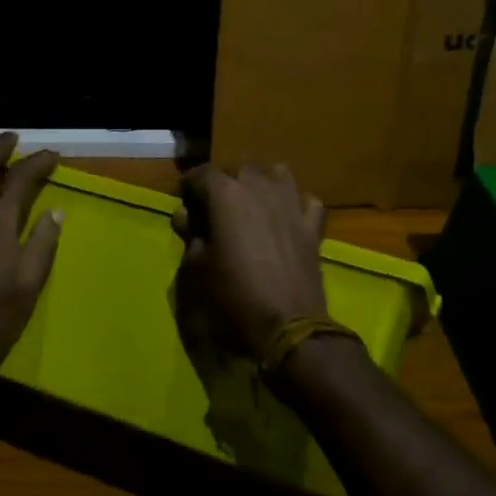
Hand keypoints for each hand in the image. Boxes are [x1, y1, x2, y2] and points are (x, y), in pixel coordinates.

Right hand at [172, 163, 327, 357]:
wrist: (288, 326)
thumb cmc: (232, 295)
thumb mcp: (195, 268)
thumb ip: (190, 235)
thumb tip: (187, 217)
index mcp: (225, 194)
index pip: (200, 174)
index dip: (187, 188)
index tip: (183, 204)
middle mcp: (259, 187)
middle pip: (238, 169)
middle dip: (223, 183)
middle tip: (214, 210)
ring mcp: (290, 204)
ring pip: (276, 174)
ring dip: (261, 183)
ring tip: (251, 205)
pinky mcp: (312, 226)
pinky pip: (306, 201)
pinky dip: (296, 204)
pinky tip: (287, 218)